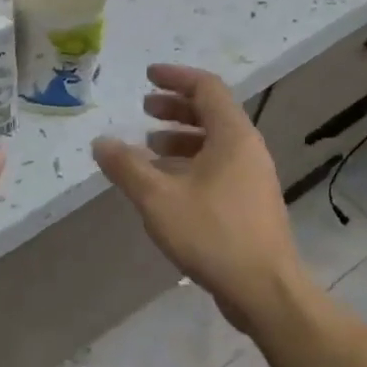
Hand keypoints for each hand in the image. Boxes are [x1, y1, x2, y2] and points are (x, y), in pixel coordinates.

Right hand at [92, 64, 305, 331]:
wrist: (265, 290)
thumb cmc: (212, 234)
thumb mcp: (157, 198)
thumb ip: (126, 166)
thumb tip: (101, 142)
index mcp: (233, 136)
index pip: (206, 87)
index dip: (175, 77)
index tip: (147, 76)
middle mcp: (248, 149)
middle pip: (211, 112)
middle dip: (175, 107)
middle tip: (143, 109)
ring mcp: (252, 177)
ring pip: (214, 143)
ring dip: (180, 138)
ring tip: (148, 148)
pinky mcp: (250, 204)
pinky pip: (217, 167)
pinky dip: (190, 164)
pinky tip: (165, 185)